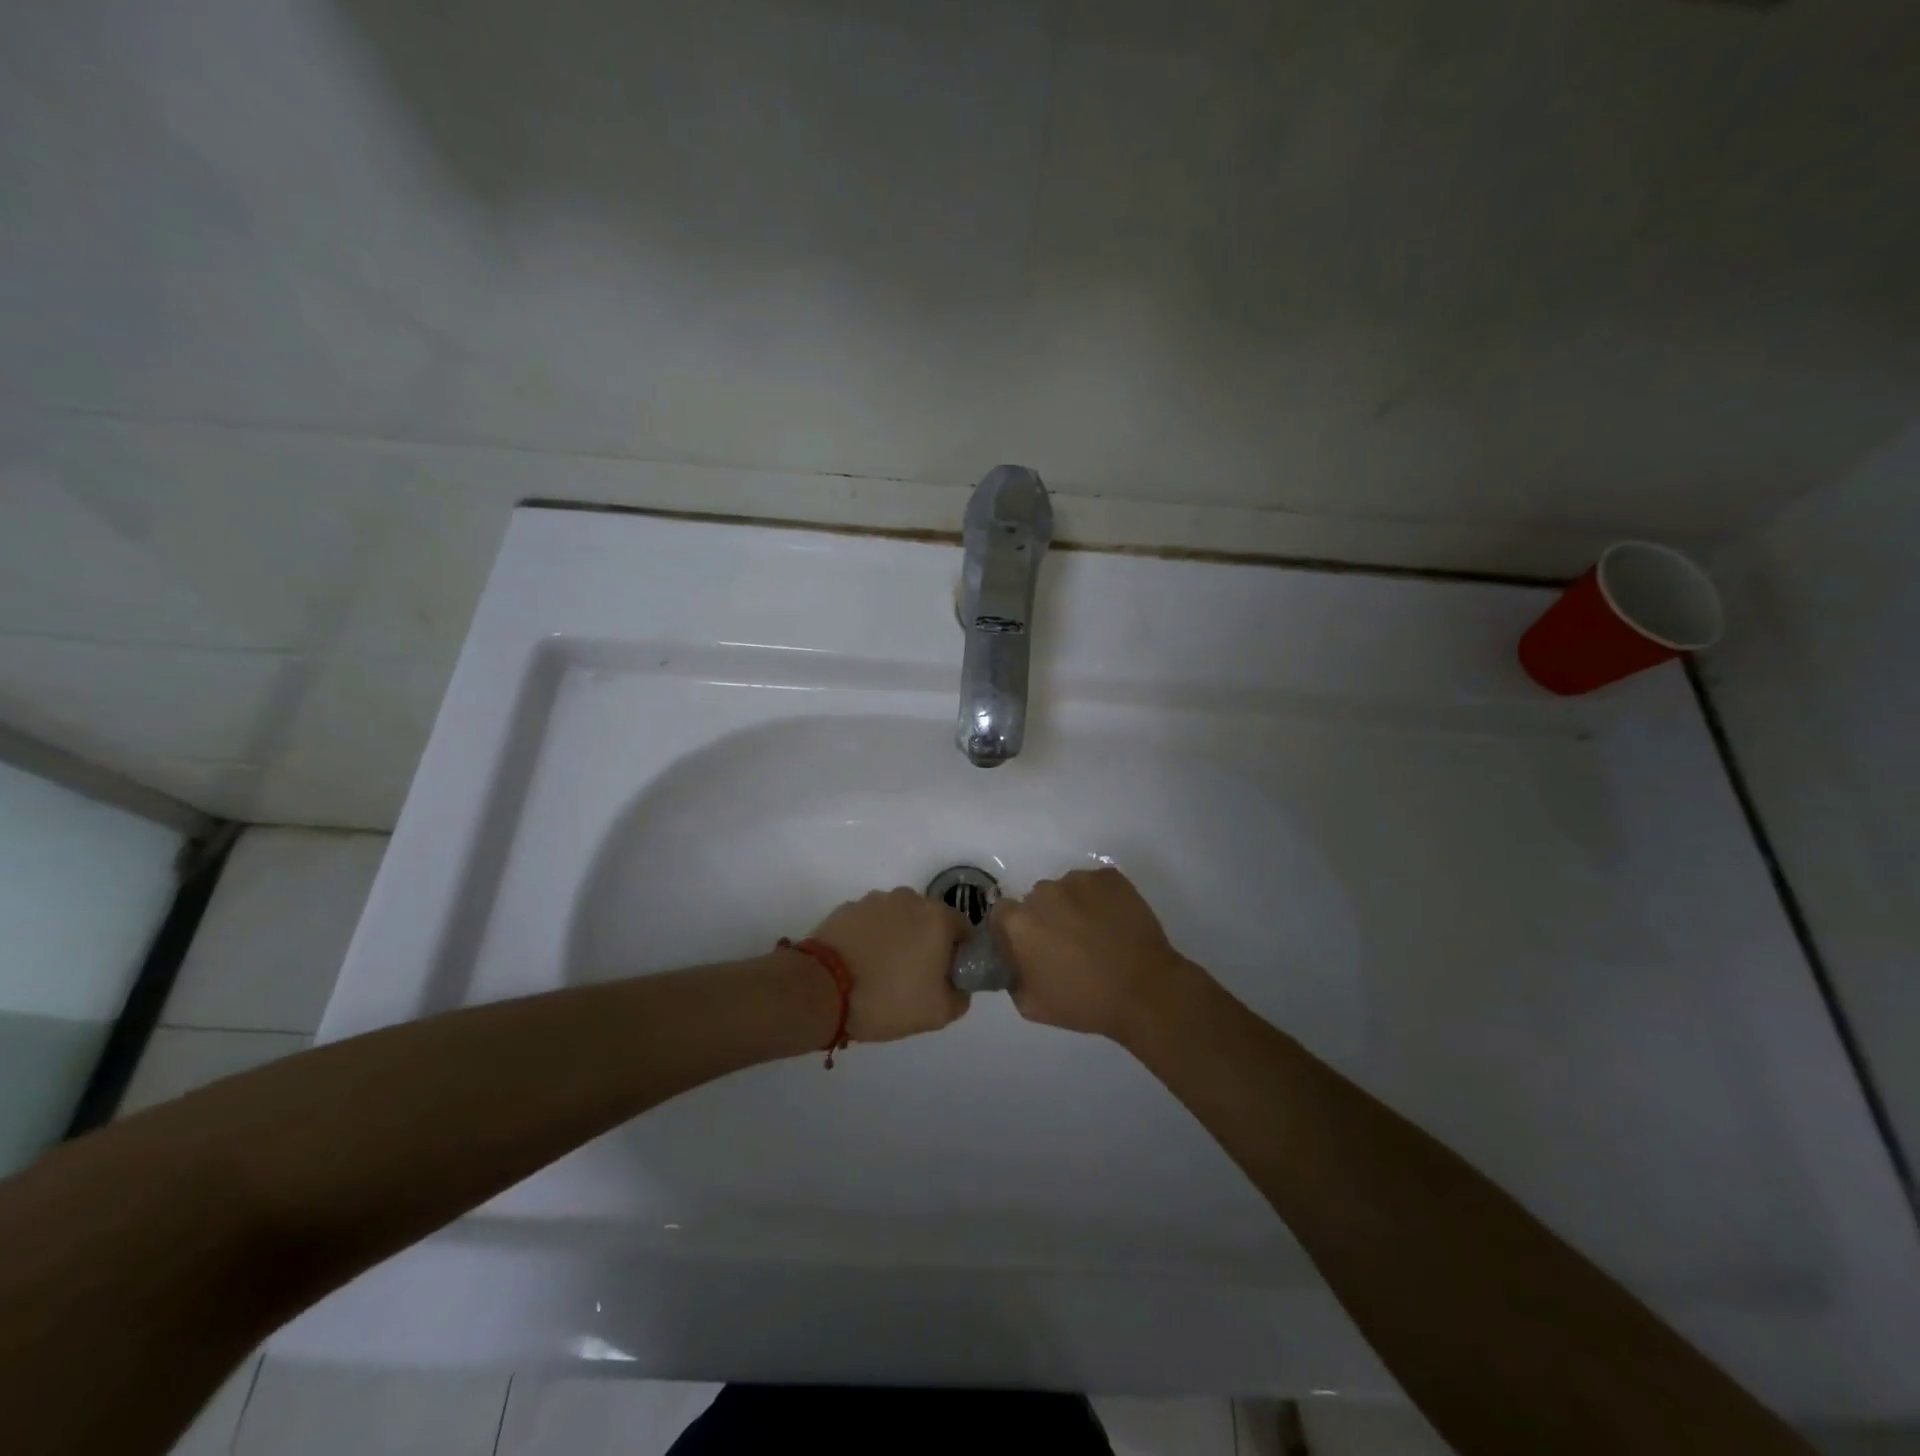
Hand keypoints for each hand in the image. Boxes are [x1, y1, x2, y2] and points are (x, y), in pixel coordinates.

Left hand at [810, 887, 972, 1041]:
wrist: (822, 990)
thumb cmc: (888, 998)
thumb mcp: (939, 1013)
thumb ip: (961, 996)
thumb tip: (958, 985)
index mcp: (937, 917)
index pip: (963, 929)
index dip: (957, 954)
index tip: (943, 977)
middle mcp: (909, 898)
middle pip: (929, 920)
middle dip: (926, 943)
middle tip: (913, 977)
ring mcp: (875, 900)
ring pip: (898, 919)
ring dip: (897, 938)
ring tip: (881, 971)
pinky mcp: (847, 908)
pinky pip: (870, 922)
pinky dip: (870, 937)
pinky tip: (860, 963)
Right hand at [995, 867, 1189, 1038]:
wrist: (1145, 991)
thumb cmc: (1085, 1002)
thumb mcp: (1030, 1005)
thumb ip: (1011, 976)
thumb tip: (1014, 959)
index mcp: (1020, 922)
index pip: (1002, 913)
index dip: (1013, 930)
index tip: (1030, 947)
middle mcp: (1044, 892)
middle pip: (1036, 900)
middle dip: (1046, 918)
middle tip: (1066, 943)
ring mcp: (1079, 880)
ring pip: (1066, 890)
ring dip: (1073, 907)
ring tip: (1095, 934)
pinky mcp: (1109, 876)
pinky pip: (1095, 885)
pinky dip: (1100, 899)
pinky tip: (1113, 923)